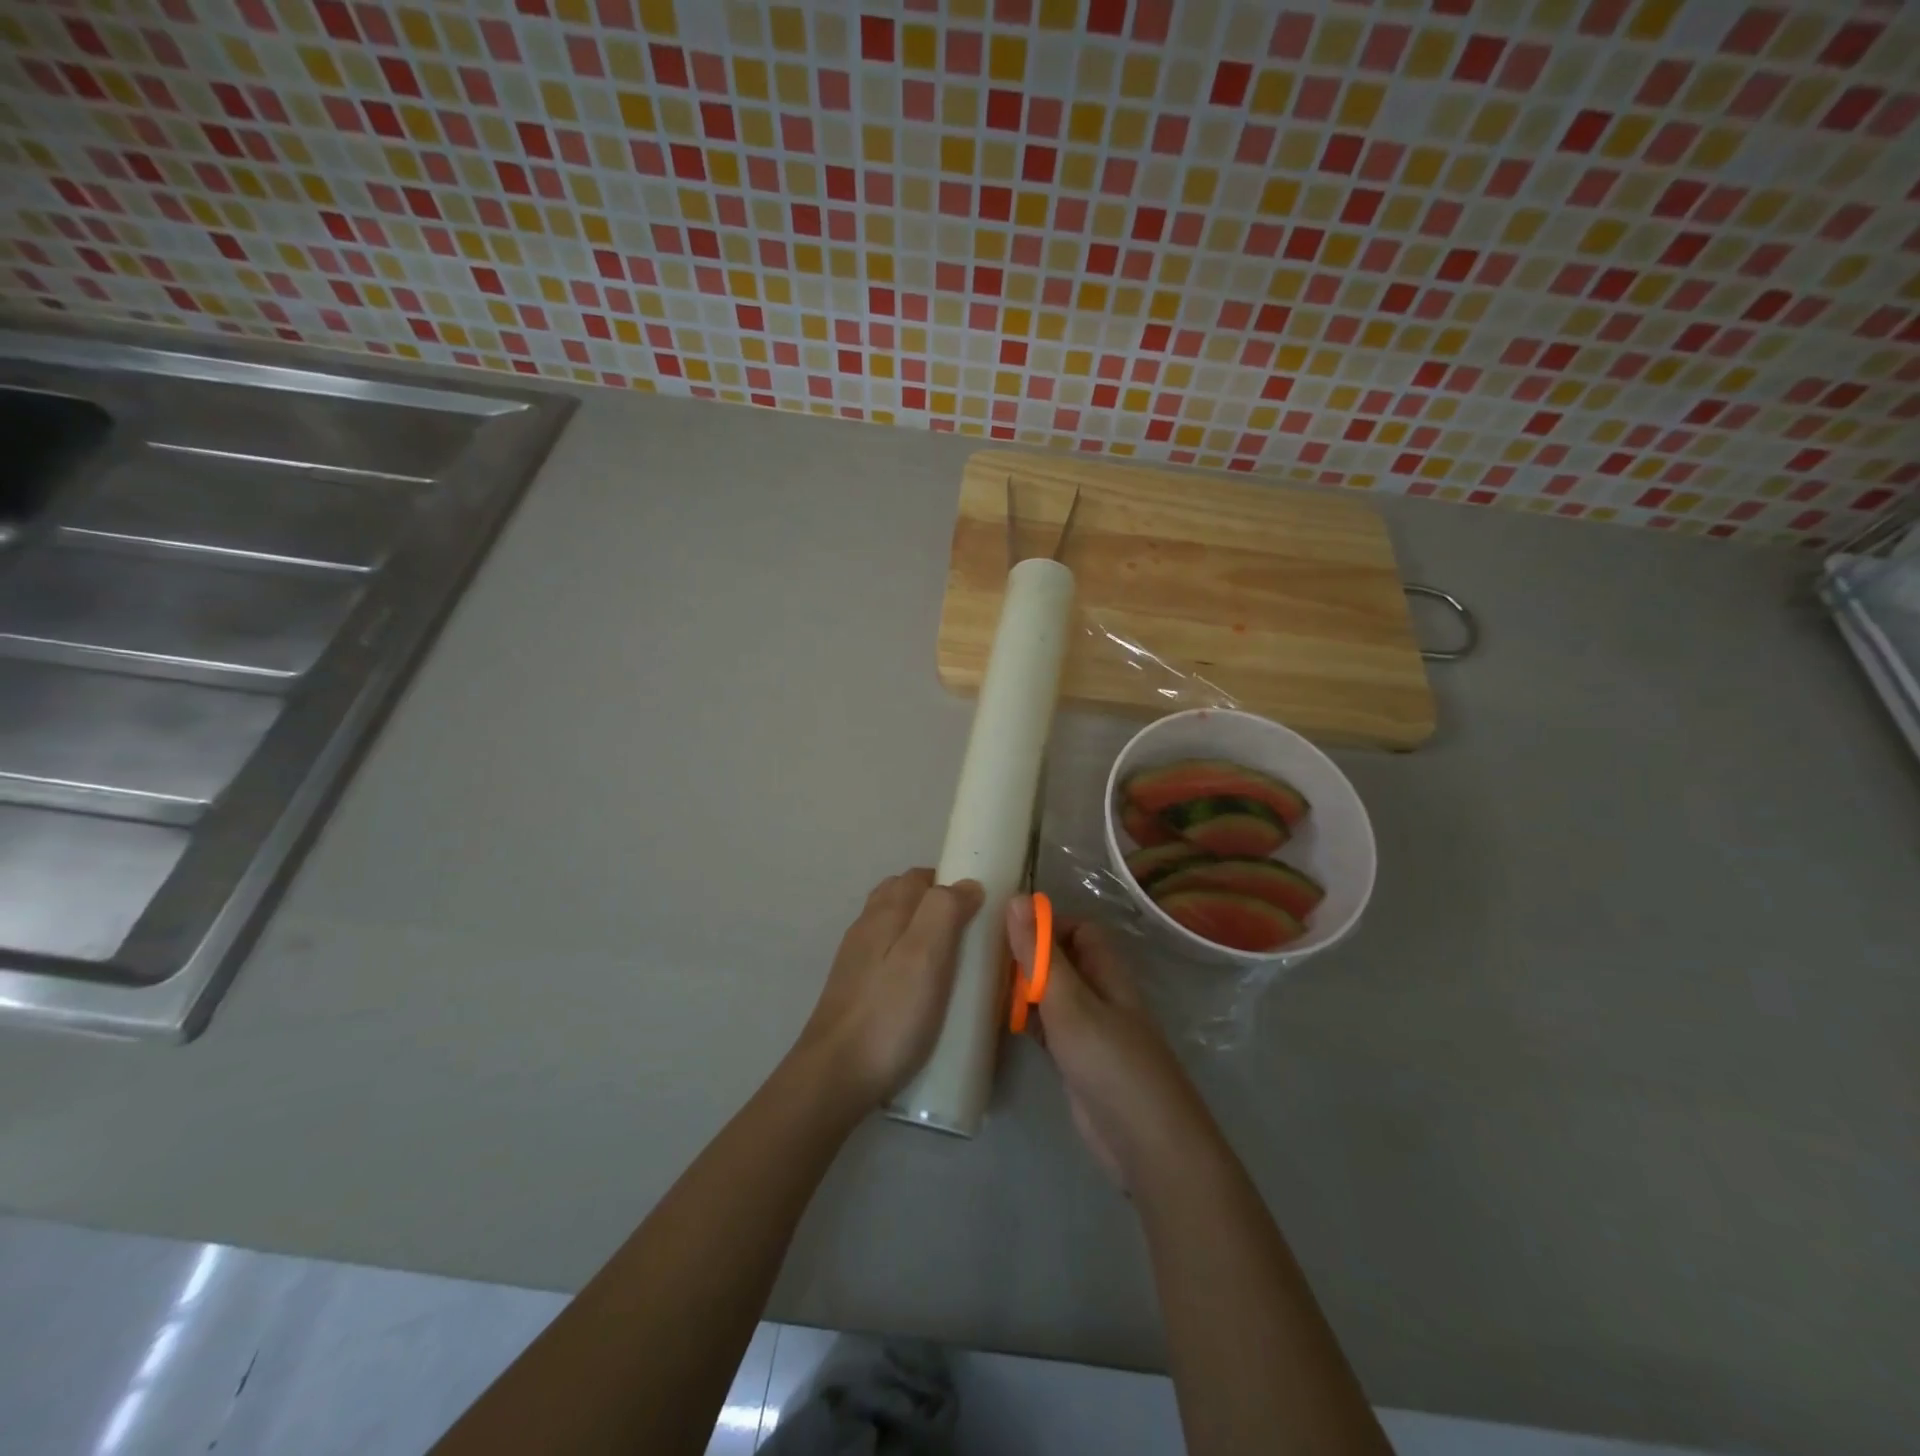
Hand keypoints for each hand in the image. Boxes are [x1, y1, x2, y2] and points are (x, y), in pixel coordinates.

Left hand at [796, 869, 983, 1107]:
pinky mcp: (854, 989)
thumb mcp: (926, 956)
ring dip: (922, 932)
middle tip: (970, 935)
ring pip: (894, 928)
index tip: (981, 906)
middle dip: (937, 905)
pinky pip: (887, 958)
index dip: (950, 883)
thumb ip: (945, 910)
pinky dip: (909, 959)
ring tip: (952, 962)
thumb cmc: (890, 1013)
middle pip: (903, 898)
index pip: (919, 877)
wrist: (835, 1075)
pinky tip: (923, 988)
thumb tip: (966, 883)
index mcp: (885, 912)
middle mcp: (866, 927)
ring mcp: (856, 959)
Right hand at [1008, 902, 1220, 1190]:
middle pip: (1063, 961)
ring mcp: (1090, 1031)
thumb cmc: (1110, 1062)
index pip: (1079, 930)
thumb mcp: (1069, 1002)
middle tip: (984, 958)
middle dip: (1029, 956)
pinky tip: (999, 1023)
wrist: (1147, 1144)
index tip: (1006, 930)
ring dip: (1025, 989)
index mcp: (1107, 972)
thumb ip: (1040, 955)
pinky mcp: (1078, 1063)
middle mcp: (1100, 995)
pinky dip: (1027, 1021)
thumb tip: (1017, 898)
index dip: (1047, 925)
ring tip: (982, 984)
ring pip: (1054, 996)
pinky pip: (1049, 1029)